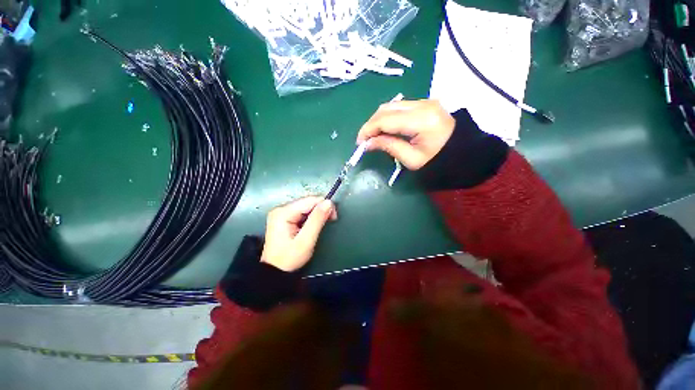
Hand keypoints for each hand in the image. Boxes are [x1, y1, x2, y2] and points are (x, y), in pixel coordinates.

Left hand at [261, 196, 336, 271]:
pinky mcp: (283, 218)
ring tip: (321, 225)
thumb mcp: (306, 240)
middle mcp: (281, 208)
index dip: (324, 205)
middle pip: (307, 202)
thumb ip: (317, 220)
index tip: (333, 217)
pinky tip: (313, 225)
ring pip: (306, 206)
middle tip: (330, 221)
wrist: (275, 272)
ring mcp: (281, 213)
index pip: (310, 200)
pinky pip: (302, 212)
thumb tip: (329, 202)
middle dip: (321, 209)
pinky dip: (311, 217)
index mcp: (283, 212)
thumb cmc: (290, 258)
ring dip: (317, 213)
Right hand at [356, 99, 454, 169]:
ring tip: (374, 135)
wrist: (463, 152)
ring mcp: (424, 101)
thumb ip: (388, 147)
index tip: (359, 142)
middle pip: (386, 108)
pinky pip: (399, 107)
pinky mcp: (425, 103)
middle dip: (371, 124)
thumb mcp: (411, 159)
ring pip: (391, 105)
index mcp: (421, 120)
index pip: (385, 119)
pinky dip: (388, 117)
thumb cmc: (438, 161)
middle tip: (365, 140)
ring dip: (378, 119)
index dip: (368, 129)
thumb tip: (368, 143)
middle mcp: (422, 104)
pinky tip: (386, 129)